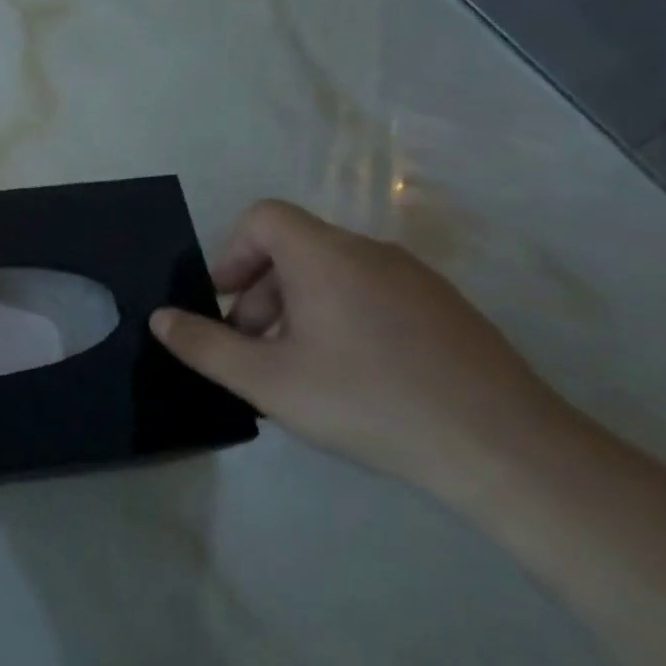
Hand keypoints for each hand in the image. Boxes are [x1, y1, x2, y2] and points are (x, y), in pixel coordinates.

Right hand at [150, 200, 574, 487]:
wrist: (504, 448)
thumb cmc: (367, 401)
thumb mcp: (265, 381)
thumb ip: (203, 345)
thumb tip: (160, 318)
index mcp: (325, 256)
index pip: (263, 217)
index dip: (231, 254)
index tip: (225, 305)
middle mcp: (371, 253)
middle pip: (295, 249)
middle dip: (259, 294)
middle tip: (254, 352)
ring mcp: (416, 280)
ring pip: (333, 275)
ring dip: (297, 310)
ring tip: (299, 371)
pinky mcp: (446, 310)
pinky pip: (372, 295)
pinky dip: (341, 319)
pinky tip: (353, 379)